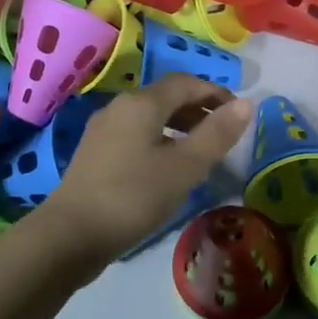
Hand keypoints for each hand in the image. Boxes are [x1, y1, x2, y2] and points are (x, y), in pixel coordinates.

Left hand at [45, 74, 251, 262]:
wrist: (70, 235)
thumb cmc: (134, 196)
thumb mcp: (184, 167)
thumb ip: (217, 135)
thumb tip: (247, 104)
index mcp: (141, 103)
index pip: (186, 83)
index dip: (216, 93)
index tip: (239, 114)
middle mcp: (119, 108)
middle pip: (166, 97)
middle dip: (198, 109)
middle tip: (224, 133)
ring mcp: (102, 131)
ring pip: (150, 117)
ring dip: (179, 126)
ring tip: (201, 151)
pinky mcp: (94, 155)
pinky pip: (136, 135)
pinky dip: (160, 140)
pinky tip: (168, 168)